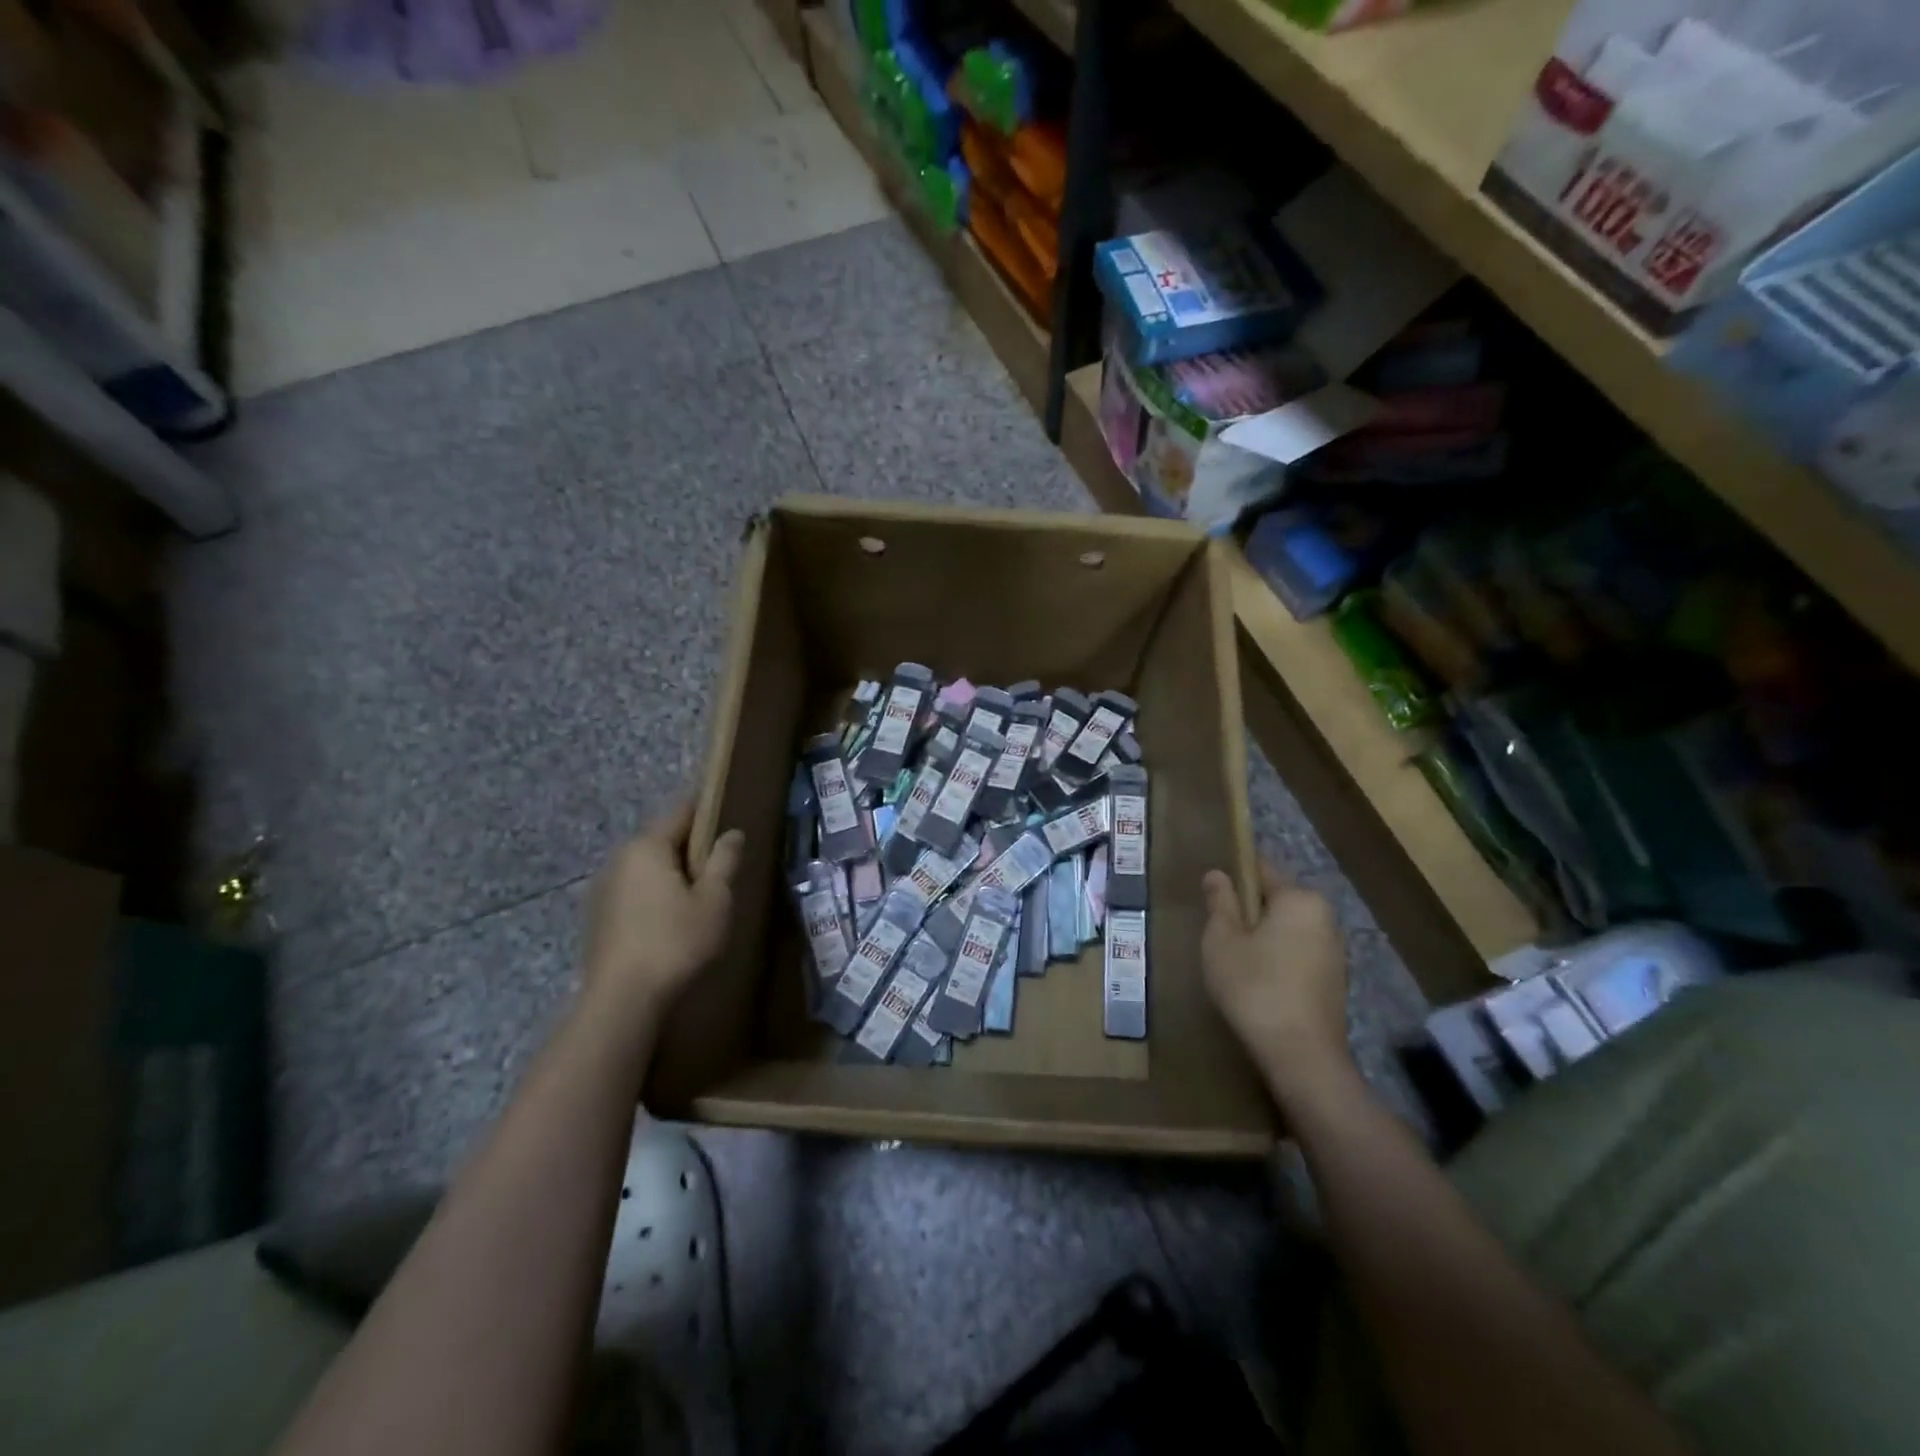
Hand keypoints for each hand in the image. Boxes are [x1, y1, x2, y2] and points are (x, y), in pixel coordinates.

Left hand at [583, 804, 744, 1020]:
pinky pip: (634, 890)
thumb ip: (725, 860)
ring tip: (698, 893)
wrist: (622, 1000)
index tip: (728, 811)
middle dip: (690, 845)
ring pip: (646, 867)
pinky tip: (670, 919)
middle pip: (661, 839)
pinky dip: (654, 894)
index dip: (707, 809)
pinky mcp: (598, 916)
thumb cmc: (676, 941)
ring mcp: (603, 888)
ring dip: (671, 872)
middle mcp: (619, 858)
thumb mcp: (714, 899)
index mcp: (647, 846)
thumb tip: (732, 833)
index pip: (681, 812)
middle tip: (720, 863)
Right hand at [1201, 860, 1354, 1105]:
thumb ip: (1220, 902)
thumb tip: (1217, 873)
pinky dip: (1278, 960)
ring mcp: (1334, 950)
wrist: (1301, 1056)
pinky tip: (1257, 983)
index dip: (1233, 876)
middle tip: (1217, 934)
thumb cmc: (1255, 987)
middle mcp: (1324, 917)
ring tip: (1234, 961)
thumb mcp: (1222, 940)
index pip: (1261, 869)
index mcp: (1299, 899)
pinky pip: (1298, 954)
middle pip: (1276, 900)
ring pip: (1287, 929)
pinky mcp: (1334, 980)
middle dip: (1248, 911)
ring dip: (1262, 938)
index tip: (1211, 894)